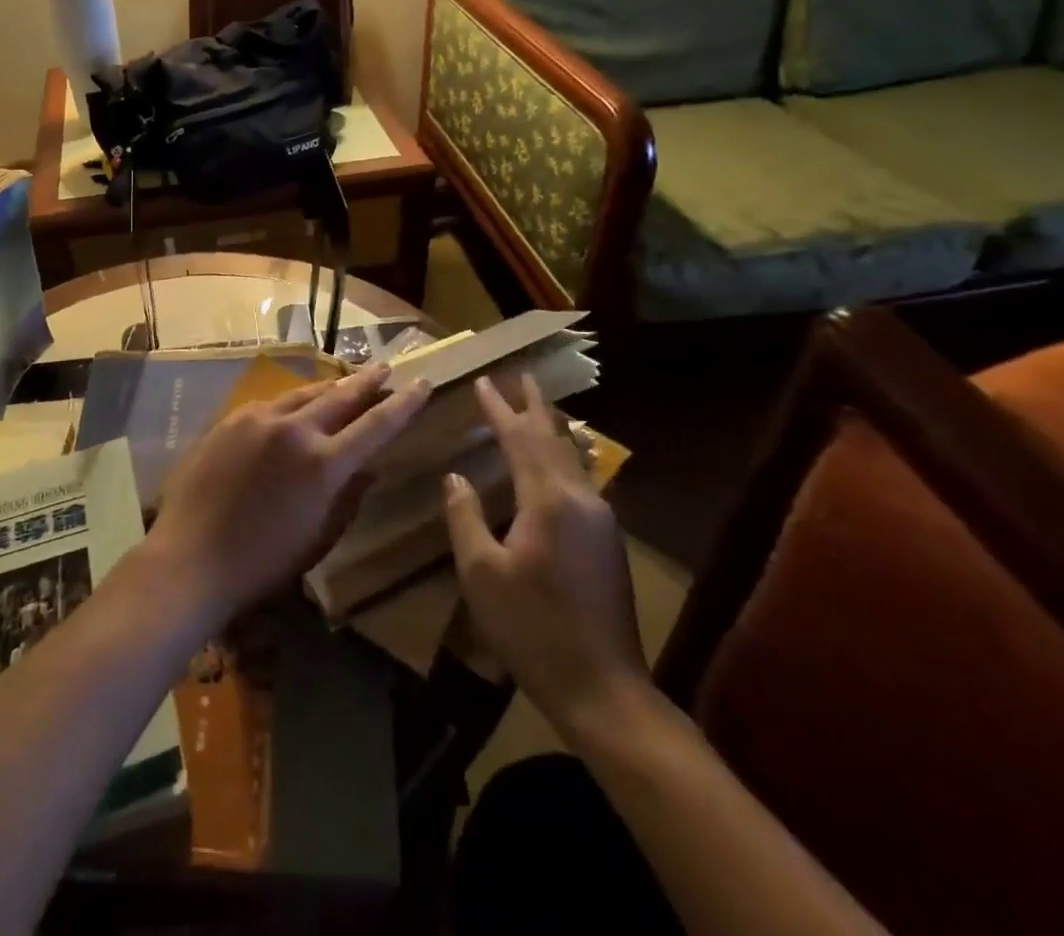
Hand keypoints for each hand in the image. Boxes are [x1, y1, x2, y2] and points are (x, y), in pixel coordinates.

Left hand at [147, 363, 431, 627]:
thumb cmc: (263, 562)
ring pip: (305, 393)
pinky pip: (272, 403)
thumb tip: (370, 465)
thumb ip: (349, 495)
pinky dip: (294, 401)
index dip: (403, 404)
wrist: (191, 557)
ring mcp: (258, 419)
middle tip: (385, 368)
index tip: (422, 383)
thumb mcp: (319, 536)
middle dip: (367, 381)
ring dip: (330, 387)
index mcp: (323, 463)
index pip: (376, 425)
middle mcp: (294, 429)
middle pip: (340, 395)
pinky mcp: (231, 419)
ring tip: (347, 382)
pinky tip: (296, 404)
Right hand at [443, 375, 649, 745]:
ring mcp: (601, 520)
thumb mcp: (481, 573)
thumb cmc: (532, 629)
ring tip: (539, 407)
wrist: (603, 689)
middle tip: (522, 375)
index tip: (483, 381)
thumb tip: (456, 476)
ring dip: (552, 429)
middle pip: (554, 439)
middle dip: (535, 406)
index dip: (499, 409)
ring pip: (573, 458)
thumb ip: (465, 516)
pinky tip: (558, 461)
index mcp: (548, 501)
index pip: (520, 439)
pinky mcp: (608, 541)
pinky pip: (581, 479)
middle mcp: (580, 499)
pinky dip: (562, 456)